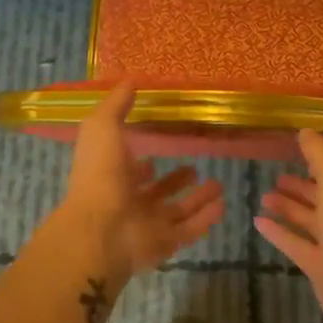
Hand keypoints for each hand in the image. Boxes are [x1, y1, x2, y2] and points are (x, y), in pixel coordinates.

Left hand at [58, 82, 224, 288]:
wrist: (101, 229)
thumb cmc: (100, 174)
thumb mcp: (103, 127)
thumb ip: (117, 104)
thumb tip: (131, 79)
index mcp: (112, 176)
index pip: (130, 169)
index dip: (142, 161)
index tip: (161, 147)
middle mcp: (129, 201)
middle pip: (156, 192)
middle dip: (175, 180)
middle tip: (196, 167)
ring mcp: (147, 225)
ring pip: (177, 211)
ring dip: (197, 199)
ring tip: (218, 186)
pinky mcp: (164, 243)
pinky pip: (189, 230)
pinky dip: (205, 219)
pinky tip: (222, 205)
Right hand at [255, 129, 322, 322]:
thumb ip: (322, 156)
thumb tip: (306, 130)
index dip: (319, 162)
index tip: (295, 151)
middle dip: (301, 187)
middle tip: (274, 177)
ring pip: (309, 221)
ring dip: (288, 208)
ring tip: (263, 196)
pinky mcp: (322, 270)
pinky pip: (297, 245)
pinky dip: (279, 233)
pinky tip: (258, 223)